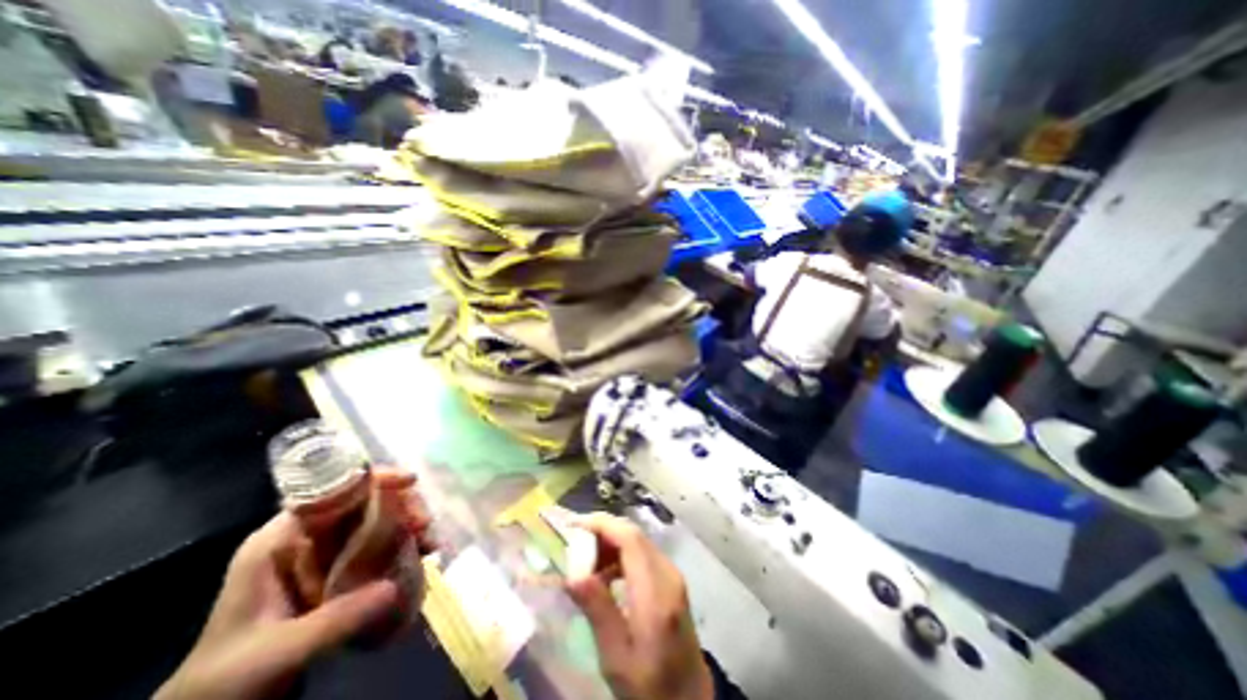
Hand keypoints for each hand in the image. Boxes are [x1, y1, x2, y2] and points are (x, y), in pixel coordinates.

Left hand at [156, 467, 434, 697]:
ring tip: (430, 543)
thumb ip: (331, 621)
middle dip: (401, 505)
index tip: (410, 482)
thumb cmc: (226, 678)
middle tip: (425, 525)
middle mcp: (307, 536)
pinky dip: (403, 545)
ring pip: (377, 520)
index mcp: (281, 539)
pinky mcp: (341, 567)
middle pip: (364, 501)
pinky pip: (379, 544)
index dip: (374, 478)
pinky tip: (421, 556)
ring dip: (408, 525)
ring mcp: (326, 551)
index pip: (333, 490)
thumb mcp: (274, 652)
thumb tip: (394, 587)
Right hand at [567, 514, 709, 699]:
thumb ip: (598, 610)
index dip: (601, 525)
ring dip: (610, 543)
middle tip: (574, 545)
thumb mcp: (616, 657)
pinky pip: (643, 554)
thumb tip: (572, 573)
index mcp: (655, 592)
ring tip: (585, 565)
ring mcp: (672, 575)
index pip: (629, 538)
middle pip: (633, 534)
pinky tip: (606, 576)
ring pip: (638, 542)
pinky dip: (621, 555)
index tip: (573, 526)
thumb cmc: (649, 688)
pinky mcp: (671, 581)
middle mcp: (668, 573)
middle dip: (602, 532)